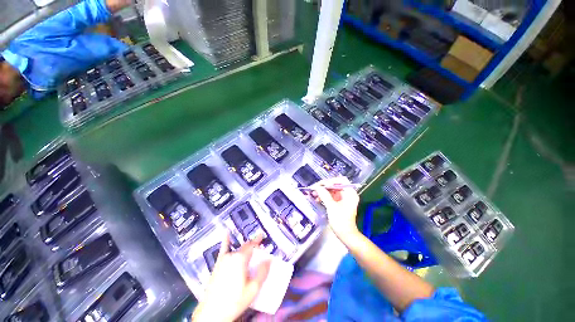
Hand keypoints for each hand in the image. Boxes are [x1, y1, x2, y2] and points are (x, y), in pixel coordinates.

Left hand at [192, 234, 270, 321]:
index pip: (252, 246)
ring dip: (244, 248)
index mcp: (240, 259)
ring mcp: (223, 260)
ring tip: (250, 248)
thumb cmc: (234, 301)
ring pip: (237, 250)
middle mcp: (232, 256)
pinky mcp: (217, 264)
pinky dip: (225, 241)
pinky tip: (226, 233)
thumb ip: (262, 272)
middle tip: (259, 247)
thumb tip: (269, 259)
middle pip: (245, 247)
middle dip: (252, 246)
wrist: (211, 313)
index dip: (258, 240)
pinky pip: (223, 249)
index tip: (262, 235)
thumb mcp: (252, 289)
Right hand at [311, 176, 360, 239]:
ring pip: (332, 190)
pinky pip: (331, 196)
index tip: (320, 185)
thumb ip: (324, 195)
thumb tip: (317, 187)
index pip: (340, 180)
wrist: (346, 235)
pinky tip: (317, 198)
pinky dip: (324, 196)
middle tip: (314, 188)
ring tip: (314, 194)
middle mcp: (348, 194)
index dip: (330, 181)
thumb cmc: (341, 221)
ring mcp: (344, 198)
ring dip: (323, 191)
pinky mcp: (339, 203)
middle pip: (335, 185)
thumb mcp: (331, 207)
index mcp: (350, 193)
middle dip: (324, 186)